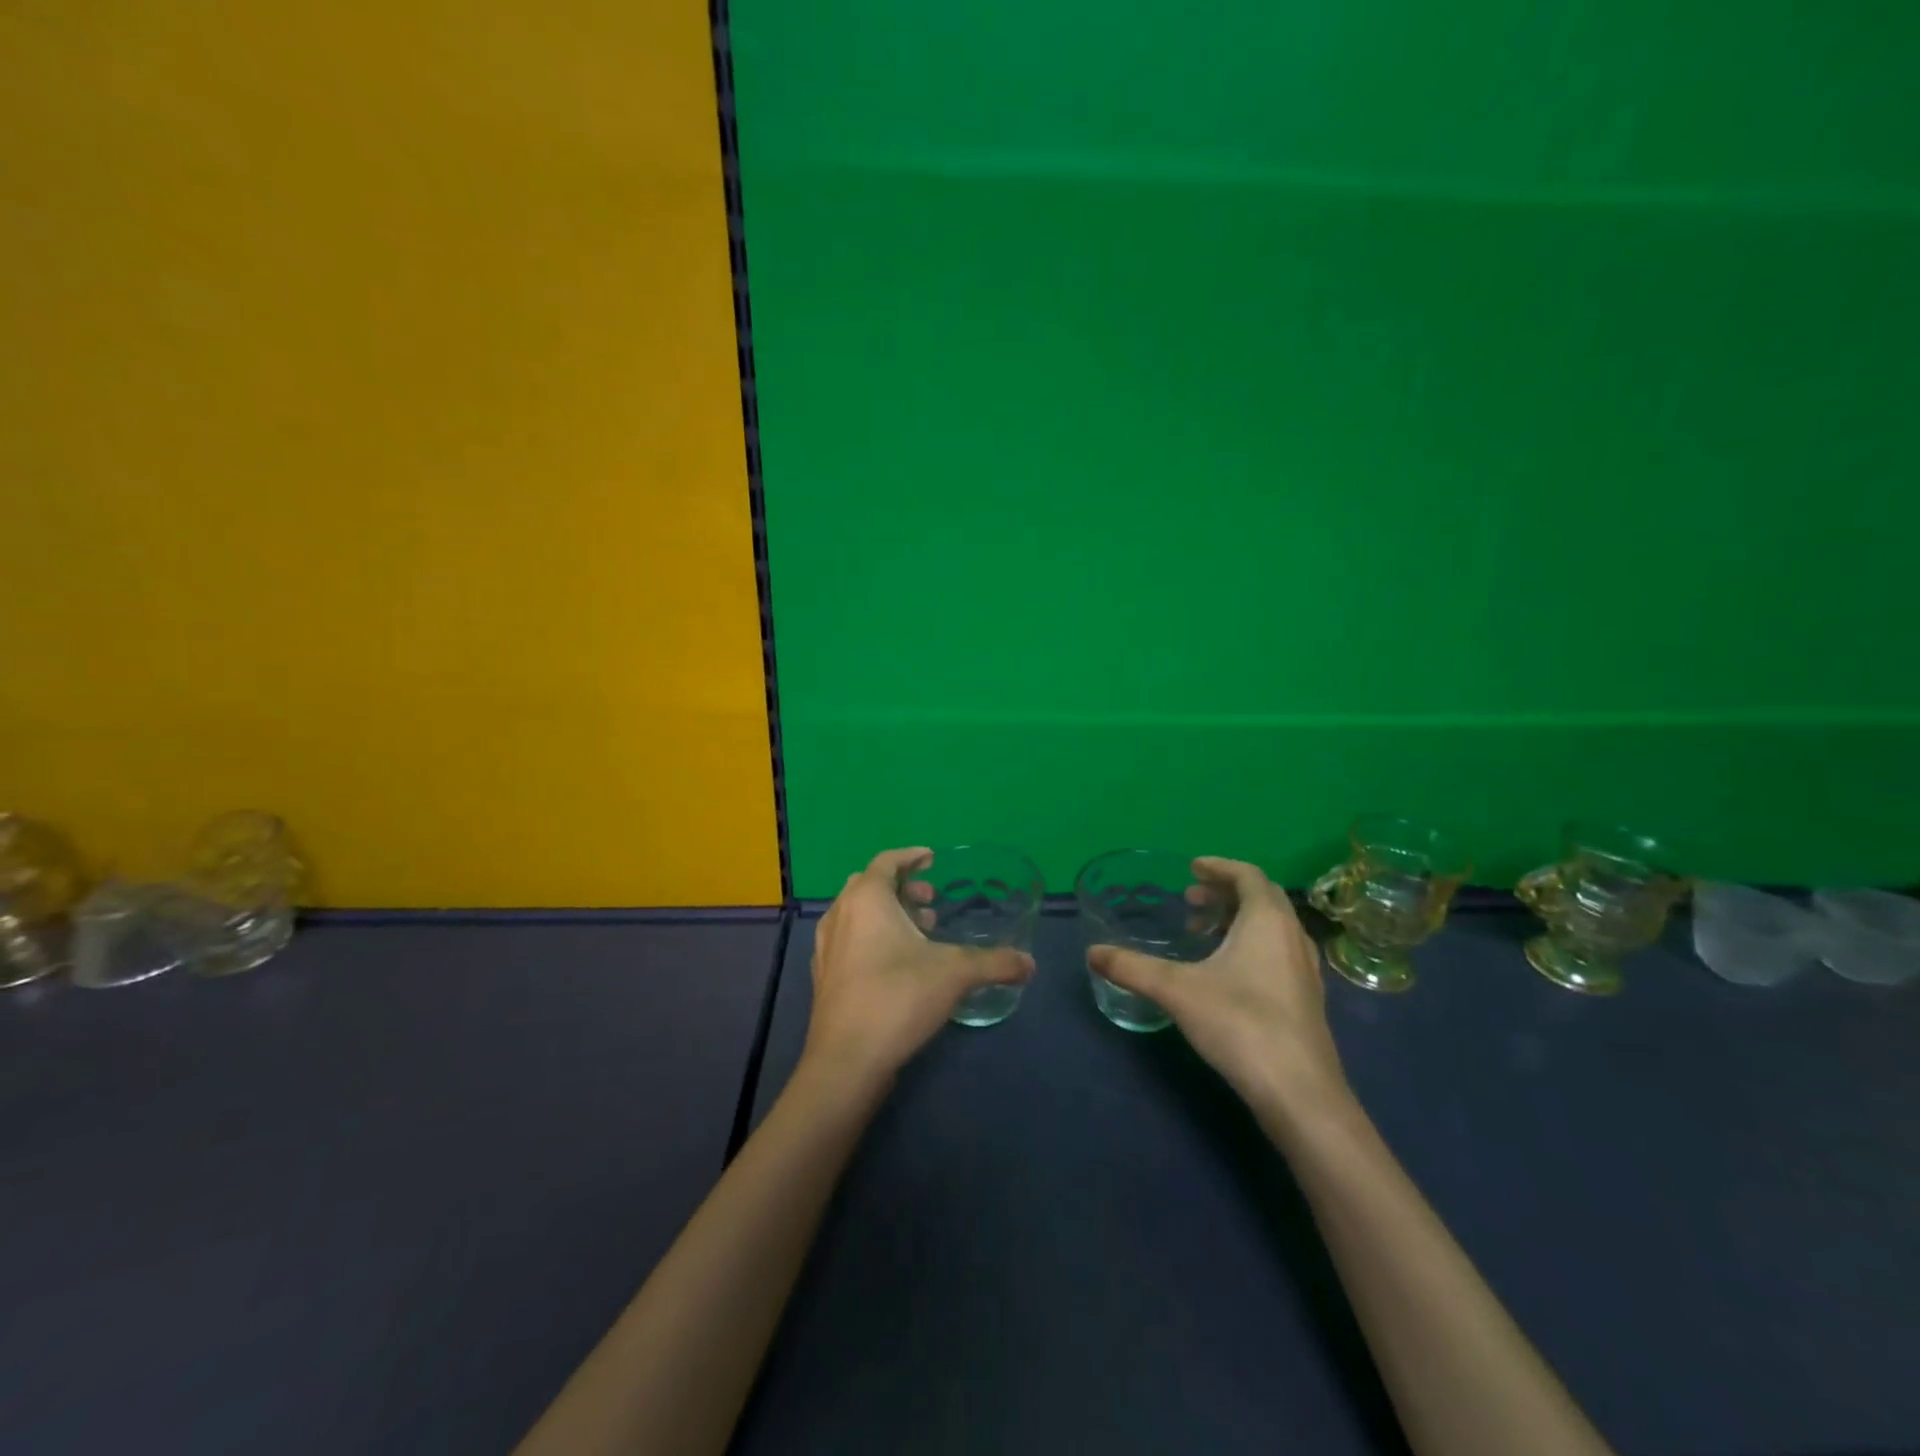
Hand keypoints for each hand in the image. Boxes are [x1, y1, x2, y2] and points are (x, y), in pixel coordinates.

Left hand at [801, 847, 1034, 1089]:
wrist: (846, 1060)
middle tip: (932, 902)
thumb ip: (995, 962)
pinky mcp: (824, 977)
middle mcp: (840, 914)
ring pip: (858, 914)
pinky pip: (850, 940)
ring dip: (888, 914)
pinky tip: (898, 965)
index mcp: (866, 898)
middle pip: (869, 885)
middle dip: (902, 887)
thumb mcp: (955, 973)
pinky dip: (873, 937)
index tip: (932, 859)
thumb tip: (1030, 963)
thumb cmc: (898, 997)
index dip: (911, 856)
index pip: (887, 860)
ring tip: (921, 933)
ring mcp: (827, 947)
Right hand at [1087, 857, 1350, 1122]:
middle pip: (1262, 897)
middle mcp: (1293, 936)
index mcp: (1267, 920)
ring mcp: (1305, 970)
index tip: (1191, 868)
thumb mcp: (1176, 991)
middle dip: (1225, 892)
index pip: (1248, 875)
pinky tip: (1227, 973)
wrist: (1299, 1093)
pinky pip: (1279, 952)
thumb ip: (1132, 968)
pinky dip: (1252, 945)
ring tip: (1203, 934)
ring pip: (1273, 926)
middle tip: (1191, 900)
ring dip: (1239, 919)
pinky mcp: (1307, 999)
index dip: (1218, 866)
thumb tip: (1093, 953)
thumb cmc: (1240, 1024)